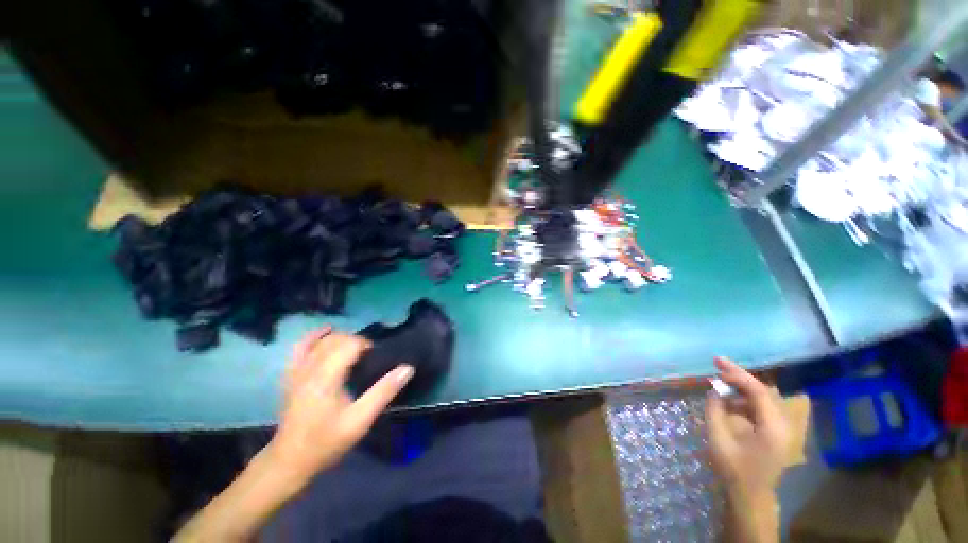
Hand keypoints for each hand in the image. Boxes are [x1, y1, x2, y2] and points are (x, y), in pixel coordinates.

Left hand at [267, 327, 413, 487]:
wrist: (290, 461)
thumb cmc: (327, 441)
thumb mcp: (360, 420)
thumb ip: (384, 391)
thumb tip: (408, 368)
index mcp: (326, 377)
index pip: (349, 344)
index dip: (366, 345)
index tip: (376, 358)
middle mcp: (310, 368)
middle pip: (336, 340)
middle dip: (356, 341)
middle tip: (369, 356)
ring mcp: (297, 371)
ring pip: (321, 341)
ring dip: (340, 338)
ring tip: (354, 348)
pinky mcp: (291, 376)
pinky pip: (301, 348)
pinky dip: (314, 337)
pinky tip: (326, 332)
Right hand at [705, 357, 789, 498]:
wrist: (751, 496)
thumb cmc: (734, 469)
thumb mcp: (719, 440)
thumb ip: (715, 411)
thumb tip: (714, 391)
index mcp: (774, 427)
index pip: (759, 391)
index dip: (737, 374)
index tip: (716, 364)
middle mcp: (784, 425)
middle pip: (764, 391)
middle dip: (740, 377)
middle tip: (718, 365)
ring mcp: (783, 429)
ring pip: (764, 398)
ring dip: (742, 388)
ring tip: (720, 384)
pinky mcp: (777, 433)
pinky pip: (762, 408)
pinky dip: (745, 400)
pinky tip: (730, 402)